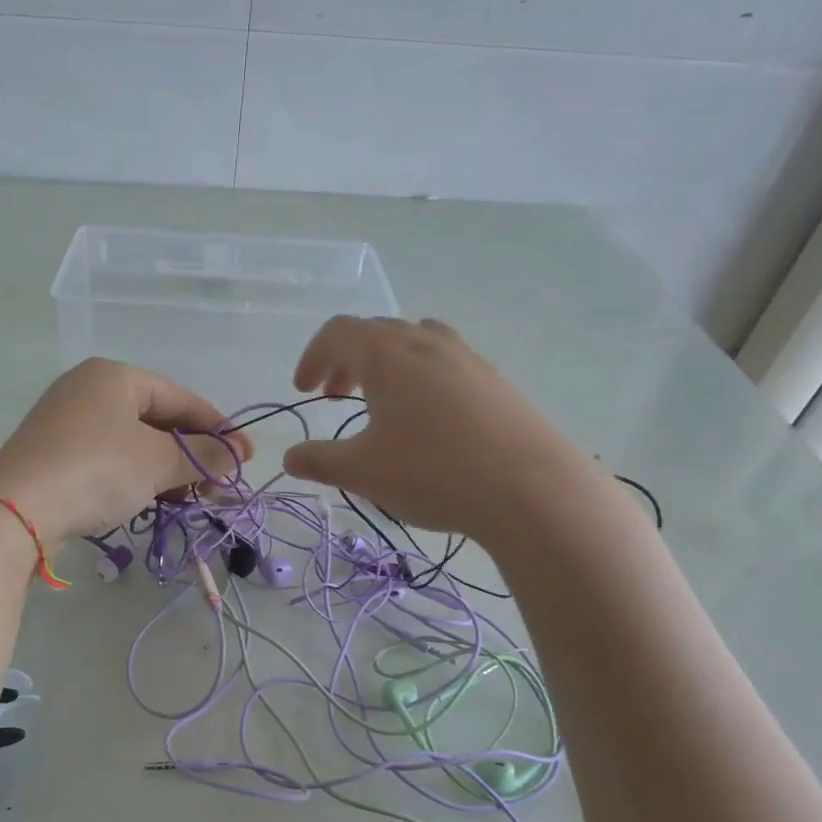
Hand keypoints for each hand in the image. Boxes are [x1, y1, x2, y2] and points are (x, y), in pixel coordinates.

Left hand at [0, 358, 250, 543]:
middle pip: (156, 419)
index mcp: (114, 376)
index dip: (218, 427)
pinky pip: (109, 460)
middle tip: (220, 482)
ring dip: (167, 469)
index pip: (179, 396)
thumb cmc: (97, 469)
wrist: (17, 510)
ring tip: (192, 498)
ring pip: (133, 443)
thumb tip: (235, 457)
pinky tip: (155, 500)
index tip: (246, 456)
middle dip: (192, 453)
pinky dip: (137, 477)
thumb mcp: (158, 461)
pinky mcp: (54, 455)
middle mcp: (88, 390)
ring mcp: (66, 423)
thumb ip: (202, 455)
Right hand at [282, 317, 593, 539]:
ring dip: (386, 365)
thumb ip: (320, 461)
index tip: (304, 390)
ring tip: (381, 401)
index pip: (338, 333)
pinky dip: (420, 377)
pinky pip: (445, 362)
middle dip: (346, 360)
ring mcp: (466, 358)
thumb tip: (290, 458)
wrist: (531, 488)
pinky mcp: (495, 381)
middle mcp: (426, 343)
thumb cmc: (432, 472)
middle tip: (335, 396)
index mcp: (386, 355)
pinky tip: (428, 420)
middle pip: (376, 332)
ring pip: (414, 342)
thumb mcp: (363, 472)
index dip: (313, 356)